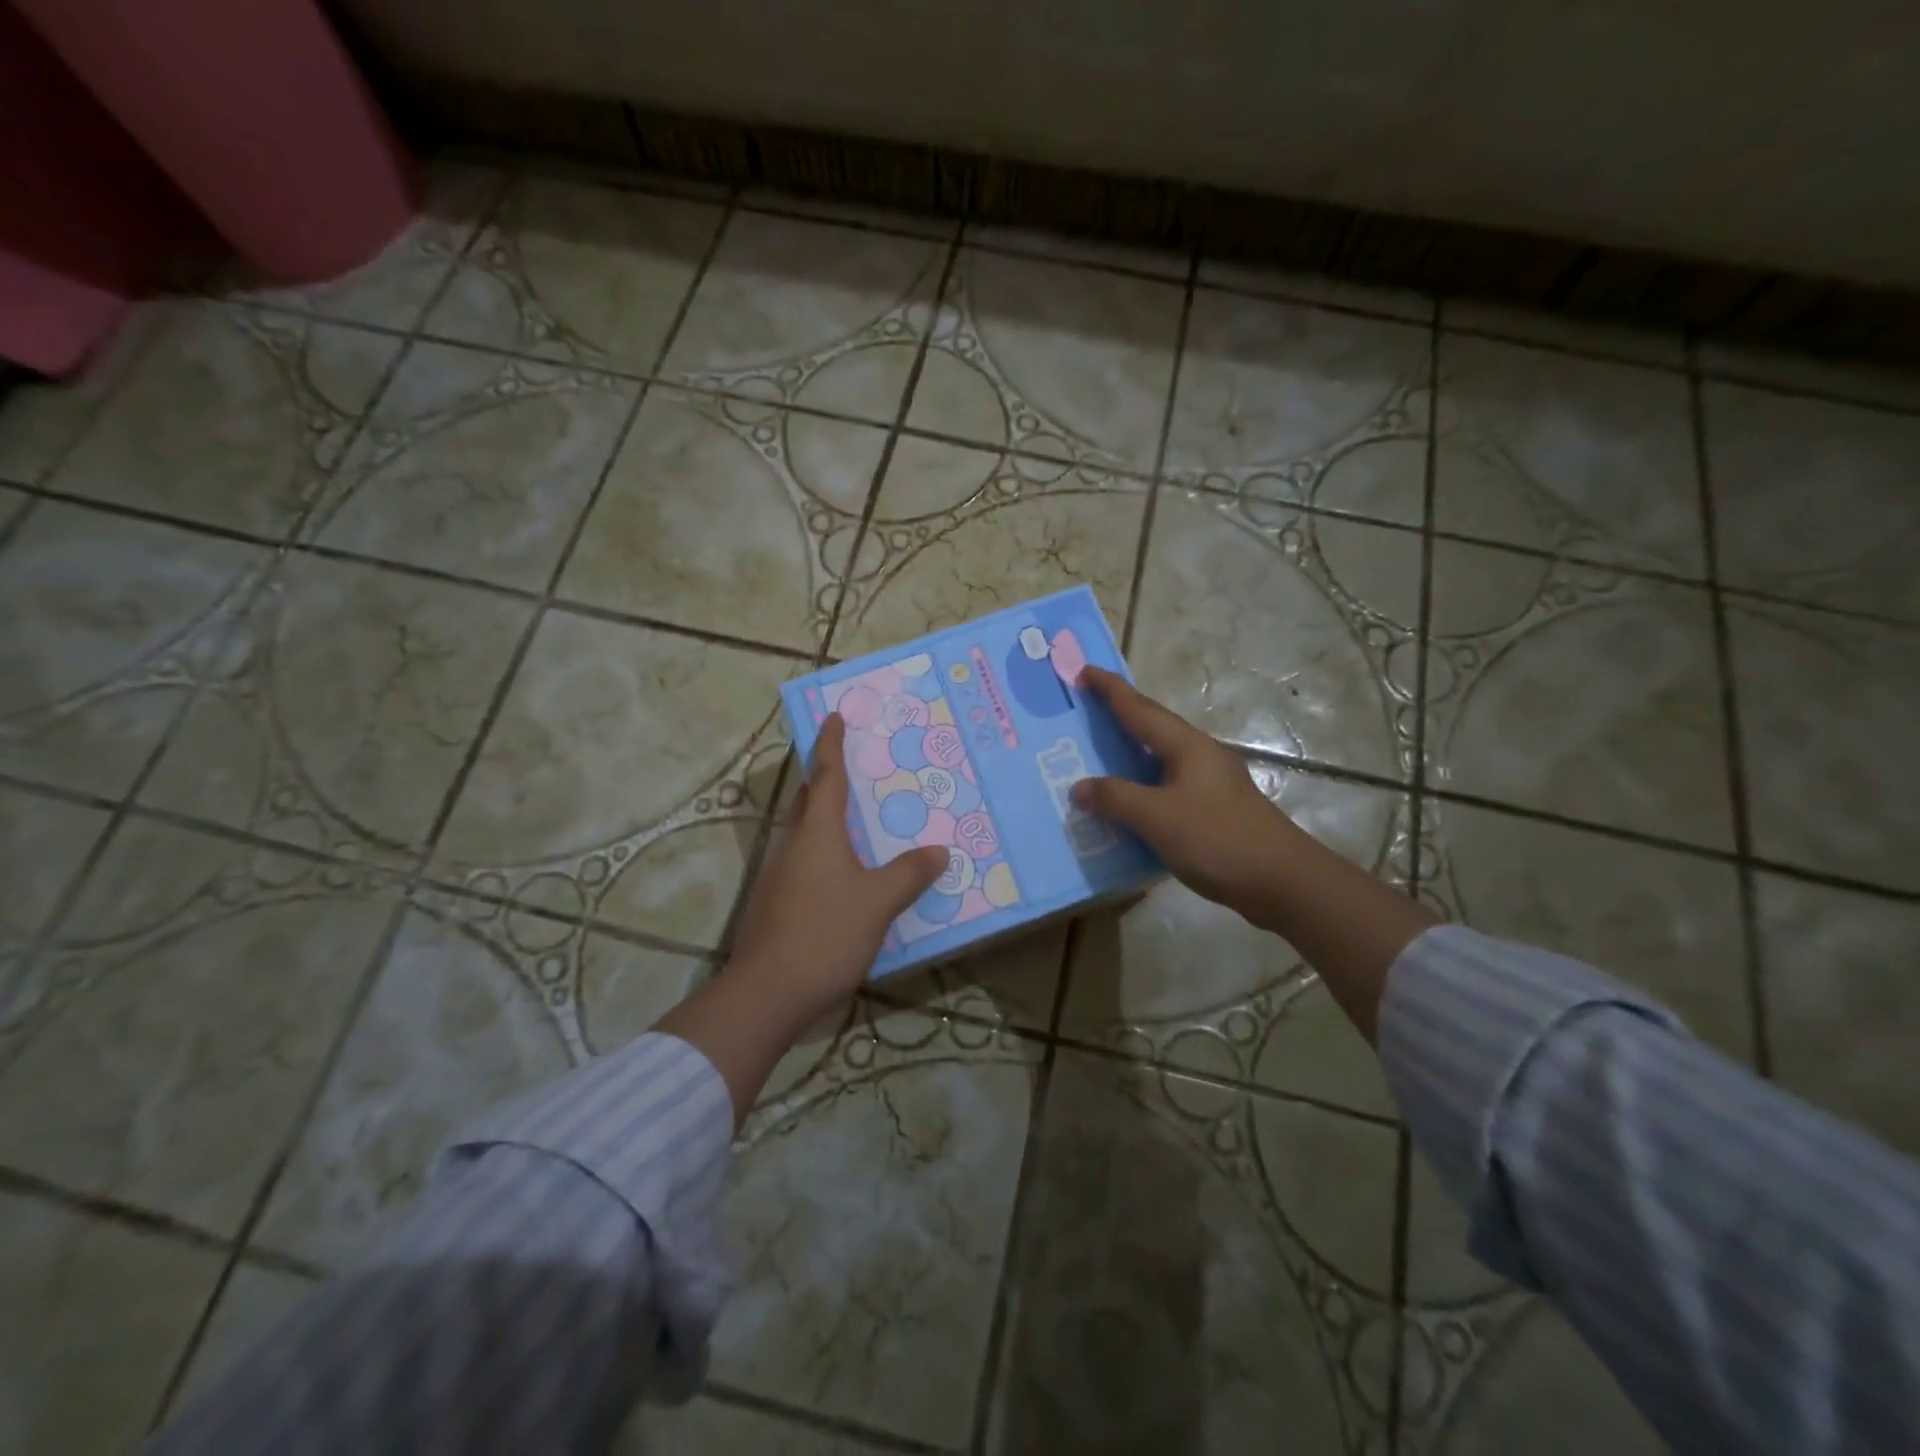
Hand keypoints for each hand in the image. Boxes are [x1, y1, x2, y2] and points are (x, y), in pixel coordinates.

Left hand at [727, 712, 948, 1025]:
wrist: (768, 991)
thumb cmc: (825, 932)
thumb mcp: (878, 902)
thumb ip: (909, 874)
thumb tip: (938, 851)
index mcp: (818, 831)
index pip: (826, 774)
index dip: (831, 743)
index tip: (834, 716)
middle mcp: (794, 843)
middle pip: (808, 797)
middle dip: (825, 776)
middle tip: (854, 765)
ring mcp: (780, 872)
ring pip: (804, 829)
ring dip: (824, 814)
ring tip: (856, 815)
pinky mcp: (776, 899)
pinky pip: (804, 856)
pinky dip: (823, 847)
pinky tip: (844, 869)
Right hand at [1070, 666, 1306, 928]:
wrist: (1282, 881)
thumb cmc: (1219, 839)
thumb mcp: (1159, 818)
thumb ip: (1116, 799)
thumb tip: (1079, 787)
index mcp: (1186, 746)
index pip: (1139, 708)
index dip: (1110, 689)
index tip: (1083, 671)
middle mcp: (1199, 755)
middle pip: (1153, 726)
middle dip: (1120, 712)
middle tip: (1085, 708)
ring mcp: (1210, 782)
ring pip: (1160, 758)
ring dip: (1129, 752)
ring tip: (1098, 753)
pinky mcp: (1213, 808)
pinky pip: (1166, 785)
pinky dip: (1141, 785)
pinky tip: (1127, 803)